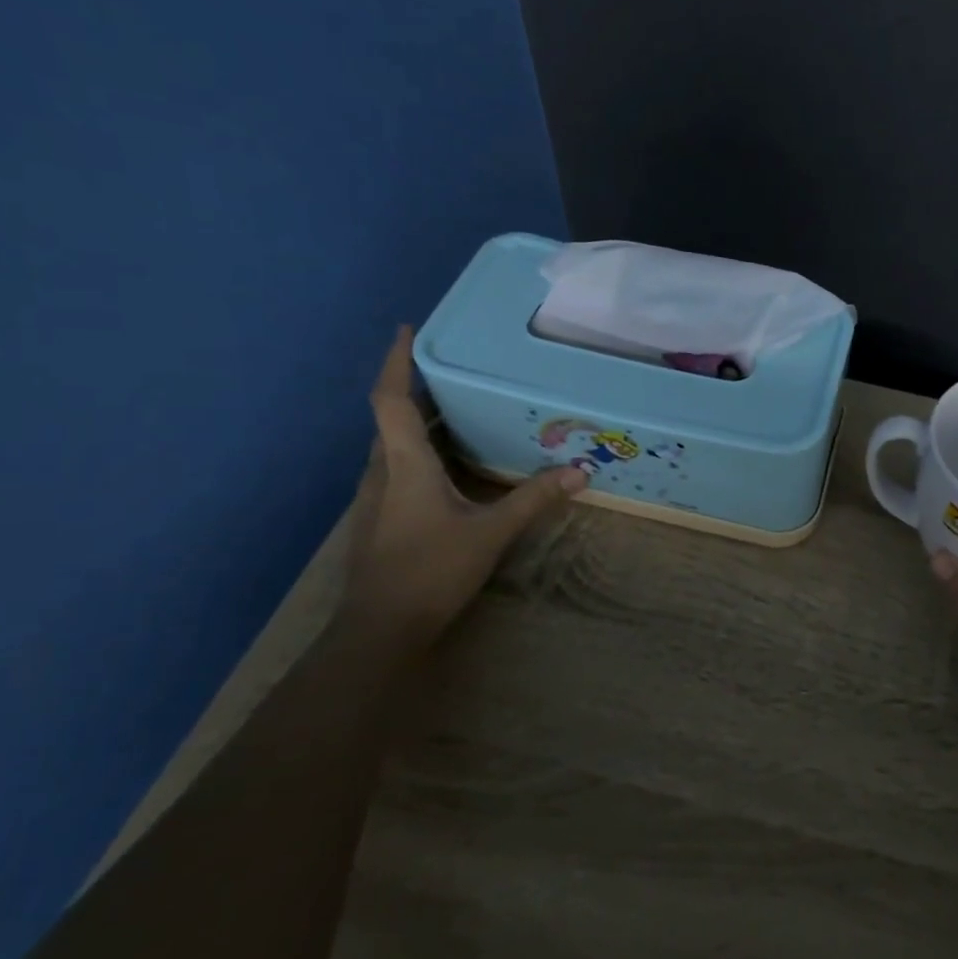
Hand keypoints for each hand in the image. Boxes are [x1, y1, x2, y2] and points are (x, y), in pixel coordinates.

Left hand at [341, 327, 583, 644]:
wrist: (380, 629)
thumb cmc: (431, 571)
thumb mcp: (491, 532)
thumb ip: (534, 499)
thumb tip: (580, 472)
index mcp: (405, 464)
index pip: (391, 400)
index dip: (398, 362)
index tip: (408, 329)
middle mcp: (384, 472)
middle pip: (392, 418)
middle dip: (417, 389)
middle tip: (455, 369)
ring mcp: (377, 498)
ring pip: (395, 446)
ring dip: (420, 422)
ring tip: (460, 409)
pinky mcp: (382, 519)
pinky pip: (400, 468)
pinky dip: (423, 452)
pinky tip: (453, 466)